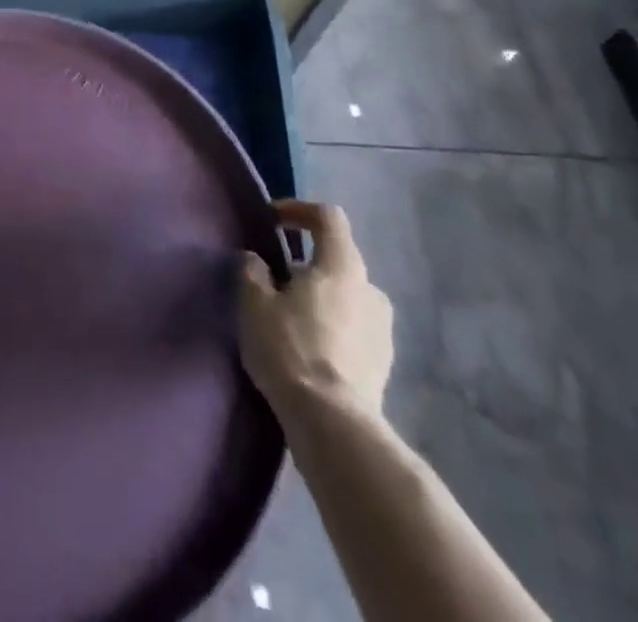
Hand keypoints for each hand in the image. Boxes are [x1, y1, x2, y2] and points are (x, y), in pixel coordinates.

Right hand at [239, 200, 394, 418]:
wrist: (334, 426)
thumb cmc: (291, 350)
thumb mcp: (255, 303)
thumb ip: (253, 272)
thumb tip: (257, 262)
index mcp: (342, 265)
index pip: (328, 217)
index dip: (299, 210)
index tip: (273, 222)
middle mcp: (371, 288)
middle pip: (338, 258)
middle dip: (307, 262)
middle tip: (275, 279)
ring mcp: (383, 329)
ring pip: (347, 296)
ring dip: (321, 297)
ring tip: (290, 318)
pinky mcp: (384, 364)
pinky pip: (354, 328)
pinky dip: (333, 327)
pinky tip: (309, 349)